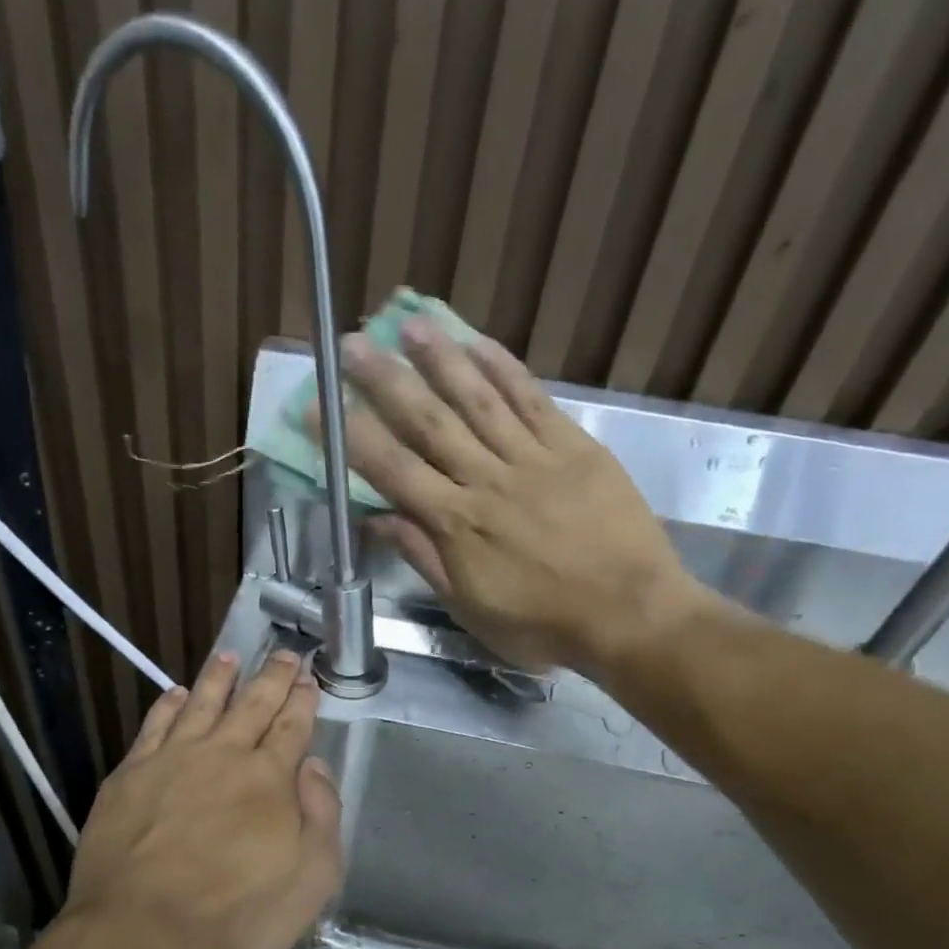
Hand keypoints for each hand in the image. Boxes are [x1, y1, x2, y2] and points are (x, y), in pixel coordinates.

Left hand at [63, 650, 342, 948]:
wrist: (144, 931)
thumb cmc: (238, 915)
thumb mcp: (312, 879)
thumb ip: (321, 816)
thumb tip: (314, 766)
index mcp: (269, 778)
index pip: (292, 727)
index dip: (302, 700)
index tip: (308, 678)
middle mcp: (222, 756)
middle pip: (252, 705)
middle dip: (272, 677)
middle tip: (284, 654)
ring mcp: (172, 761)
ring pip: (201, 704)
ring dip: (219, 678)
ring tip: (229, 655)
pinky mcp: (129, 776)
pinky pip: (154, 726)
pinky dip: (168, 705)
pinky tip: (176, 694)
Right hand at [322, 322, 718, 676]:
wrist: (628, 614)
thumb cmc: (542, 624)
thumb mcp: (470, 608)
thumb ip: (425, 558)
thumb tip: (377, 520)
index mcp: (456, 524)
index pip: (391, 470)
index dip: (351, 435)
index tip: (319, 406)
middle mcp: (486, 480)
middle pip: (428, 422)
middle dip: (385, 381)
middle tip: (353, 344)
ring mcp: (532, 458)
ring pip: (478, 399)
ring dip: (441, 359)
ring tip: (410, 323)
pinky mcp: (573, 447)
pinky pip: (532, 400)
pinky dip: (504, 369)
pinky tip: (479, 344)